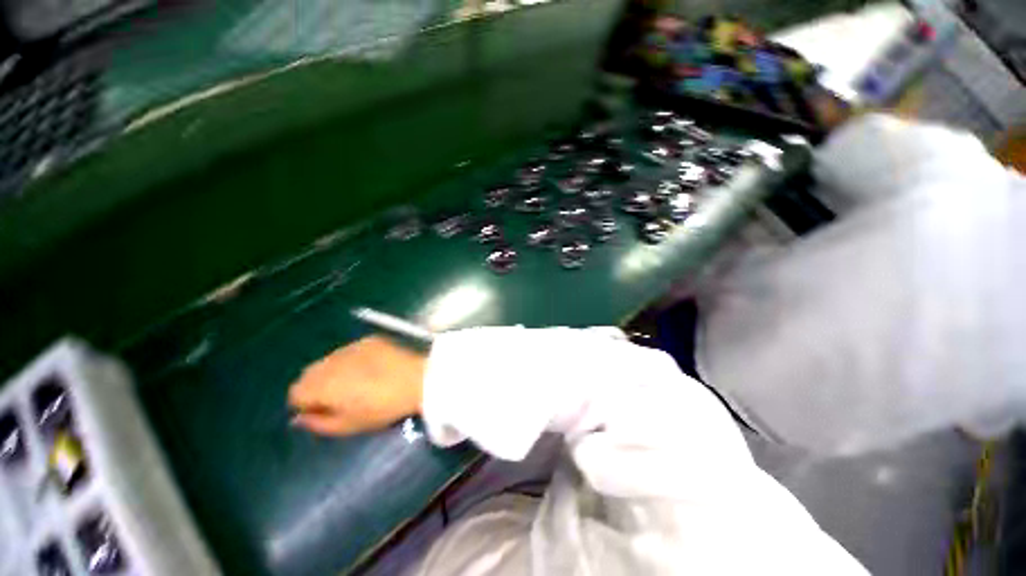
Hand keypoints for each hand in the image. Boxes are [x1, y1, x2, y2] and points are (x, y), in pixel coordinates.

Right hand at [288, 336, 426, 435]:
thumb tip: (298, 418)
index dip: (307, 403)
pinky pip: (349, 350)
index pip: (295, 392)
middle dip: (317, 385)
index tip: (325, 409)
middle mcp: (330, 362)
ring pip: (328, 360)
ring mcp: (350, 347)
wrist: (416, 380)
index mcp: (320, 385)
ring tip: (358, 380)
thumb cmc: (382, 408)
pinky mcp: (368, 340)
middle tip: (340, 396)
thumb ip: (317, 423)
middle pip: (309, 373)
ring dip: (334, 371)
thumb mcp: (348, 426)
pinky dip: (352, 359)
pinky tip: (371, 367)